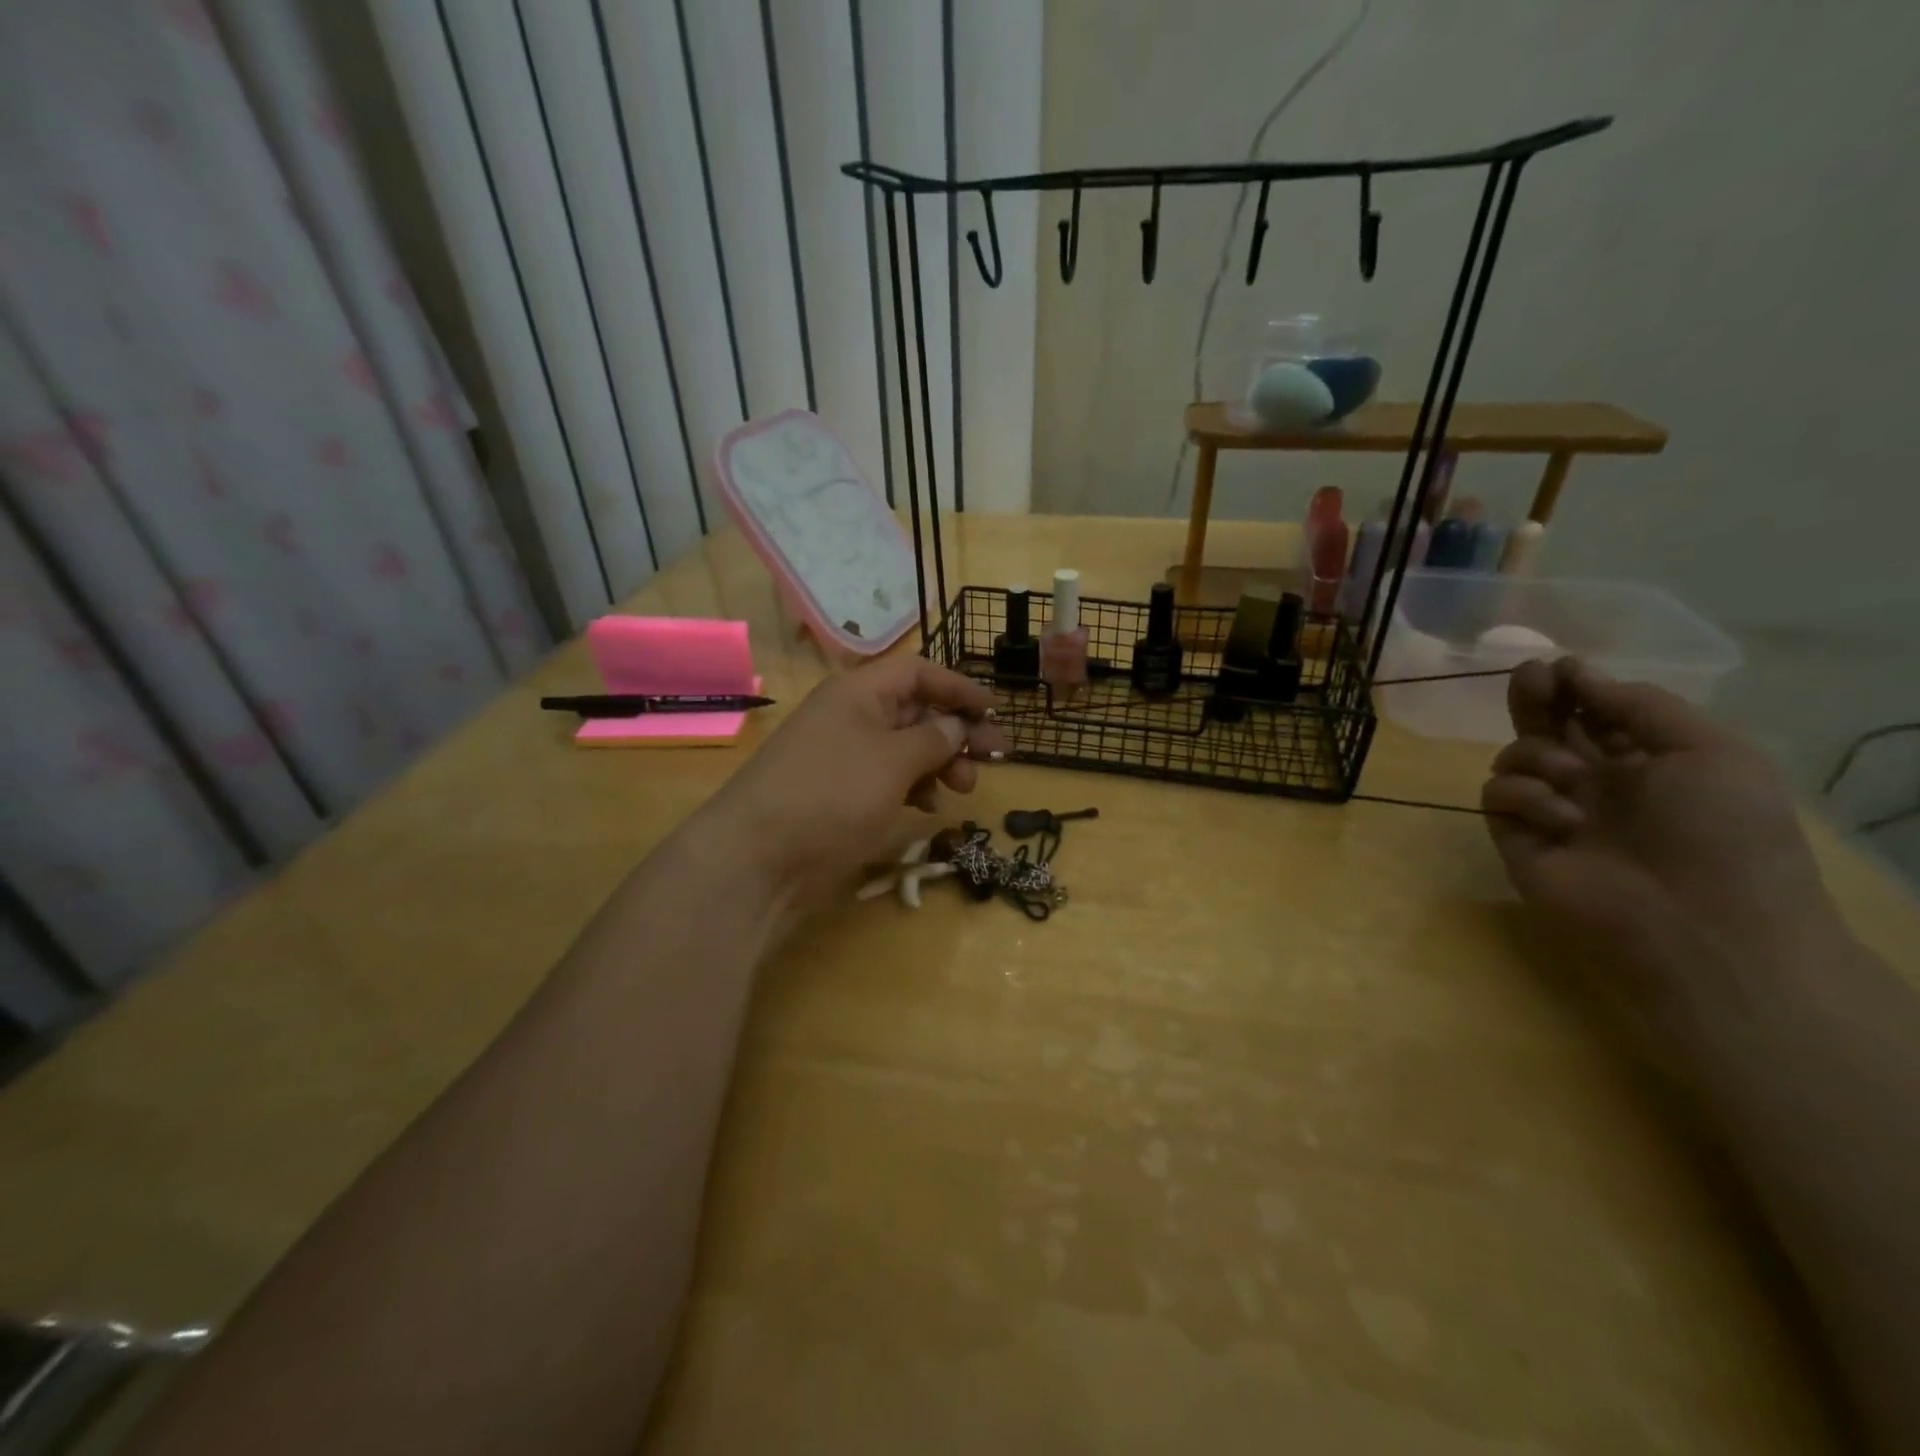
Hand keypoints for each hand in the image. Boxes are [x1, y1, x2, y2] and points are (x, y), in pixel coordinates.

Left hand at [696, 654, 1008, 921]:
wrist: (759, 857)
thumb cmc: (833, 793)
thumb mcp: (894, 760)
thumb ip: (935, 738)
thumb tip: (957, 725)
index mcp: (860, 693)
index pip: (919, 672)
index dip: (959, 686)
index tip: (995, 711)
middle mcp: (851, 717)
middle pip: (916, 711)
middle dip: (957, 731)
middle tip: (995, 757)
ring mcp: (844, 757)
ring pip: (905, 748)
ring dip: (940, 763)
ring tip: (964, 789)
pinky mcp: (840, 794)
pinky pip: (887, 778)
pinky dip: (913, 787)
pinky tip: (928, 807)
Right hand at [1482, 658, 1839, 1014]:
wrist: (1698, 926)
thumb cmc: (1722, 833)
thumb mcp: (1711, 751)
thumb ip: (1641, 704)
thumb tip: (1578, 675)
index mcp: (1651, 762)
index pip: (1599, 713)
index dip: (1577, 687)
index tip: (1560, 668)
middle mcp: (1598, 782)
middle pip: (1548, 727)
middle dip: (1535, 698)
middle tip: (1528, 676)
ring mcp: (1554, 810)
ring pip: (1516, 756)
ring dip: (1538, 756)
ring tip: (1572, 783)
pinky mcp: (1517, 837)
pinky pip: (1498, 795)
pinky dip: (1523, 796)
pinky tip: (1560, 820)